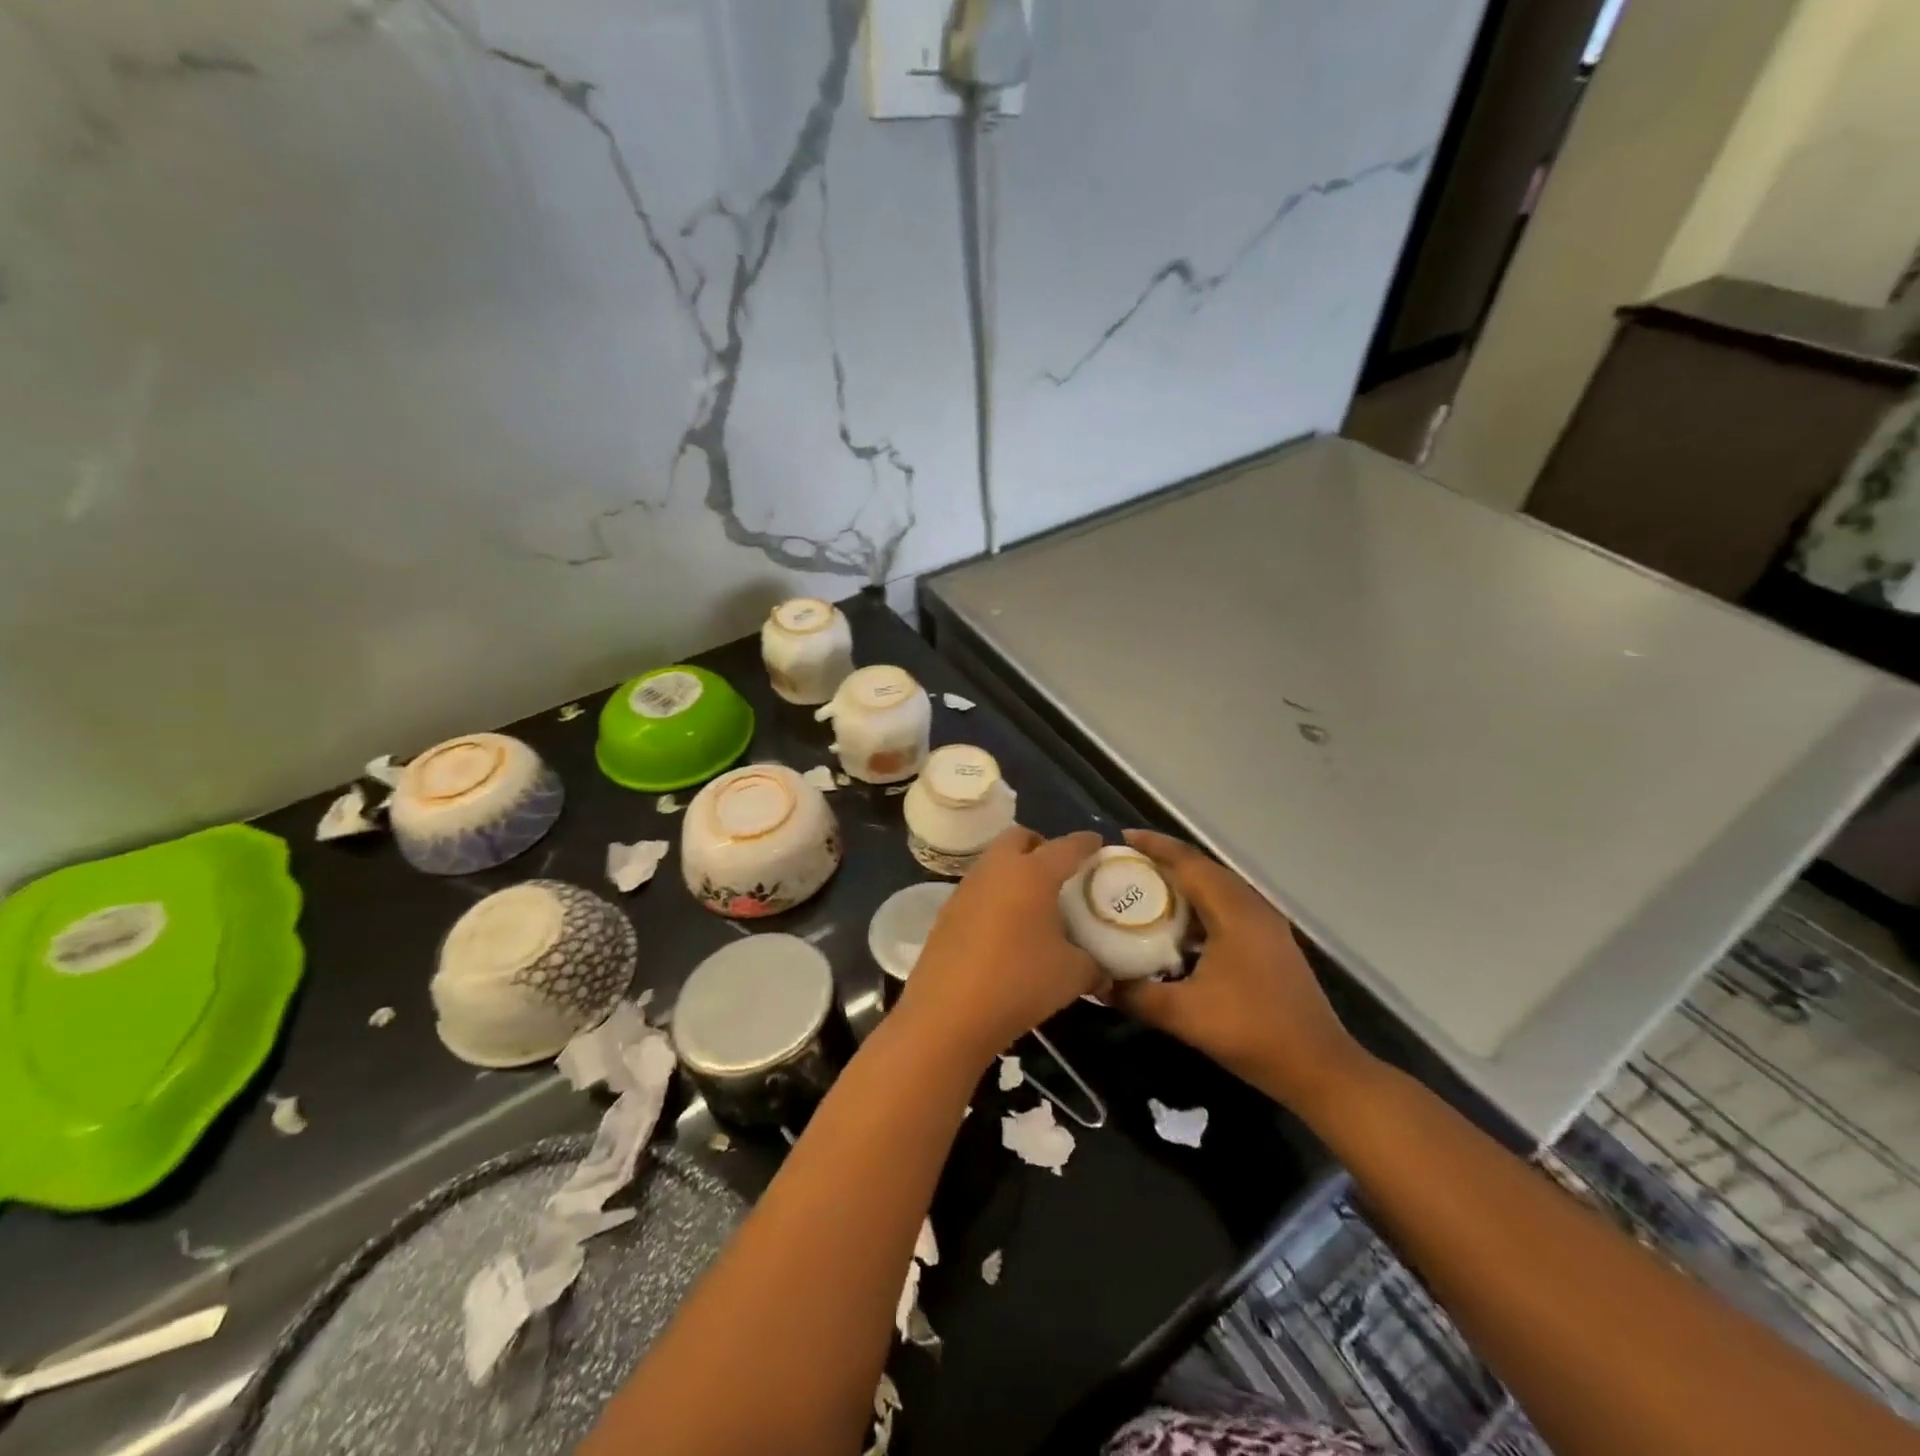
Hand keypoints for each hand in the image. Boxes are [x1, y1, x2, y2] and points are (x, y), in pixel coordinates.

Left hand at [894, 828, 1105, 1064]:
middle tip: (1058, 871)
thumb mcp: (1072, 976)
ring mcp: (966, 889)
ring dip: (1014, 870)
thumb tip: (1104, 973)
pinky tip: (1004, 928)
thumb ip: (1094, 966)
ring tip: (1032, 902)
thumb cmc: (1019, 983)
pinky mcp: (946, 912)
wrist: (948, 1013)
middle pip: (1019, 838)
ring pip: (994, 862)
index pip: (1066, 847)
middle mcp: (996, 870)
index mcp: (1032, 873)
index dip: (1086, 843)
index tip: (1097, 844)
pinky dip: (995, 896)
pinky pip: (978, 890)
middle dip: (1040, 845)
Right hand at [1111, 830, 1370, 1113]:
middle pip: (1202, 869)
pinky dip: (1196, 908)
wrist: (1318, 1067)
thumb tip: (1096, 983)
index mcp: (1234, 911)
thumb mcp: (1184, 1015)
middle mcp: (1251, 907)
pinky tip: (1174, 929)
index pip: (1188, 862)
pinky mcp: (1268, 943)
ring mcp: (1264, 925)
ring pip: (1216, 889)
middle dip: (1162, 861)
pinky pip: (1225, 909)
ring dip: (1181, 885)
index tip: (1119, 840)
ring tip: (1141, 891)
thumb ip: (1136, 995)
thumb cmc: (1251, 1032)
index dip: (1153, 846)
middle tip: (1123, 865)